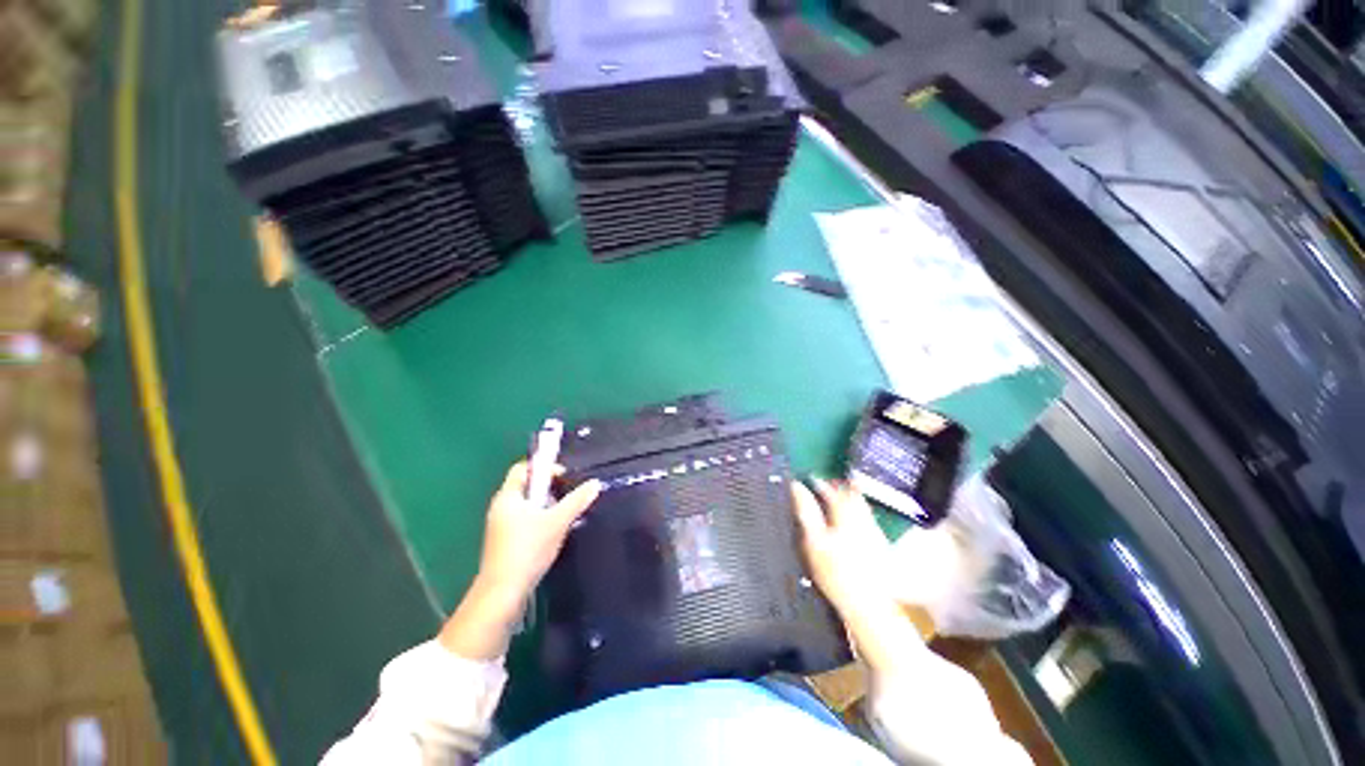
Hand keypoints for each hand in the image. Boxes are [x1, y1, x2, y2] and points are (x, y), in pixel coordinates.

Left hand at [476, 461, 601, 598]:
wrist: (502, 593)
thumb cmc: (528, 549)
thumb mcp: (558, 521)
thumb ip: (577, 500)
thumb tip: (595, 483)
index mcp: (508, 497)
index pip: (523, 469)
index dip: (544, 468)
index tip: (565, 478)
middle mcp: (500, 508)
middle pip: (527, 487)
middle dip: (549, 489)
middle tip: (567, 497)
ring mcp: (500, 527)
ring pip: (527, 506)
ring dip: (546, 507)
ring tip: (563, 517)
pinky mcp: (504, 543)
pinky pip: (524, 521)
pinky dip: (539, 521)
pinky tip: (553, 534)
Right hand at [791, 478, 923, 671]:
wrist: (868, 606)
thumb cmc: (836, 573)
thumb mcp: (813, 540)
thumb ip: (806, 510)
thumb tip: (797, 487)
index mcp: (846, 514)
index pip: (832, 490)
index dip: (820, 483)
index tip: (810, 478)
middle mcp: (863, 518)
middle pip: (852, 494)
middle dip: (838, 486)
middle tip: (825, 484)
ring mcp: (873, 531)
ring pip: (861, 505)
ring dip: (849, 496)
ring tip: (836, 496)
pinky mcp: (879, 545)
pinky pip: (867, 518)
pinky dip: (857, 511)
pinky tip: (850, 520)